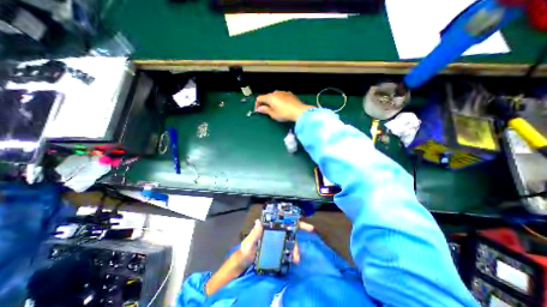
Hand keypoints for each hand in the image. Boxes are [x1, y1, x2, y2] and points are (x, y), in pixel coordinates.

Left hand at [238, 218, 313, 267]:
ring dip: (296, 248)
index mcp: (268, 228)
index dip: (292, 218)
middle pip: (290, 229)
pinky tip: (294, 260)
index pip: (282, 220)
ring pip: (290, 241)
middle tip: (309, 234)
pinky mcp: (277, 252)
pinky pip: (288, 251)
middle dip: (300, 231)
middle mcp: (274, 233)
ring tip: (297, 259)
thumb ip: (254, 234)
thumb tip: (258, 221)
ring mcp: (276, 242)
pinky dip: (292, 254)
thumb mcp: (248, 243)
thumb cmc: (244, 252)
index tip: (303, 219)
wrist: (242, 266)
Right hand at [255, 90, 314, 120]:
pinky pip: (281, 96)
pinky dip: (279, 101)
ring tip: (274, 109)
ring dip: (272, 102)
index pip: (259, 98)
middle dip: (265, 103)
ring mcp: (283, 92)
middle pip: (267, 97)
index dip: (257, 105)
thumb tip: (260, 108)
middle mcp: (276, 92)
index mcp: (270, 97)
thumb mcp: (273, 114)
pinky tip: (282, 107)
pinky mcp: (289, 94)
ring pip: (274, 96)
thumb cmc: (284, 113)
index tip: (258, 111)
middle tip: (265, 111)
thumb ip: (265, 110)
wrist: (299, 111)